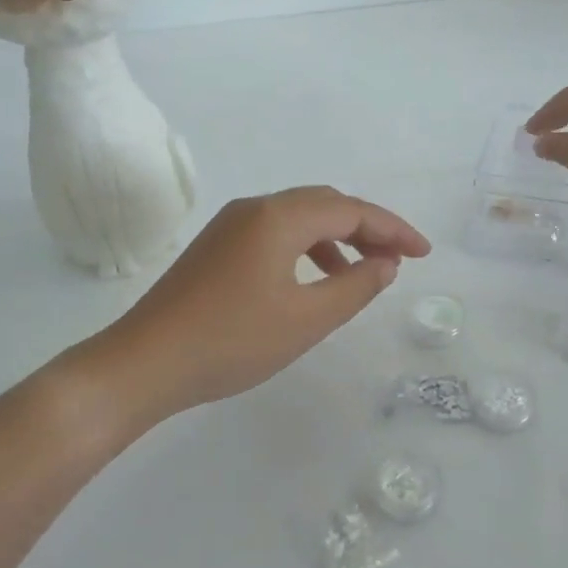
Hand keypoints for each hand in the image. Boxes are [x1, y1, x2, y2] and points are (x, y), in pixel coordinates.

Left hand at [83, 186, 431, 425]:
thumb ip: (355, 288)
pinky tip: (313, 281)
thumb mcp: (305, 320)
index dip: (393, 229)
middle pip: (325, 205)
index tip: (424, 253)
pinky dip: (305, 249)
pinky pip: (274, 233)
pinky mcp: (216, 246)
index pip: (350, 210)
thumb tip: (386, 264)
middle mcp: (254, 207)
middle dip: (366, 228)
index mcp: (279, 217)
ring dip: (336, 239)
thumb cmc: (231, 342)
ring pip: (298, 218)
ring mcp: (230, 225)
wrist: (144, 362)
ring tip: (360, 275)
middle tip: (398, 260)